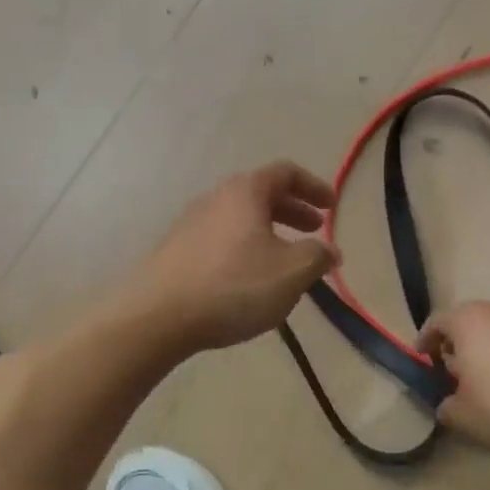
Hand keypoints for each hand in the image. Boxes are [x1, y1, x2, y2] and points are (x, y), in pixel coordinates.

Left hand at [127, 161, 338, 353]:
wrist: (158, 316)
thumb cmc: (234, 286)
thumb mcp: (291, 272)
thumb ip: (317, 256)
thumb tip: (329, 251)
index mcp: (245, 191)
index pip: (286, 172)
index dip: (314, 186)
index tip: (331, 206)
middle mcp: (216, 198)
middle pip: (262, 194)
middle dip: (293, 210)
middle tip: (315, 230)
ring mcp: (191, 223)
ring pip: (241, 218)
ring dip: (270, 231)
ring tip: (286, 259)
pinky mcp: (177, 251)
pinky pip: (222, 239)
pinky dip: (246, 248)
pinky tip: (251, 278)